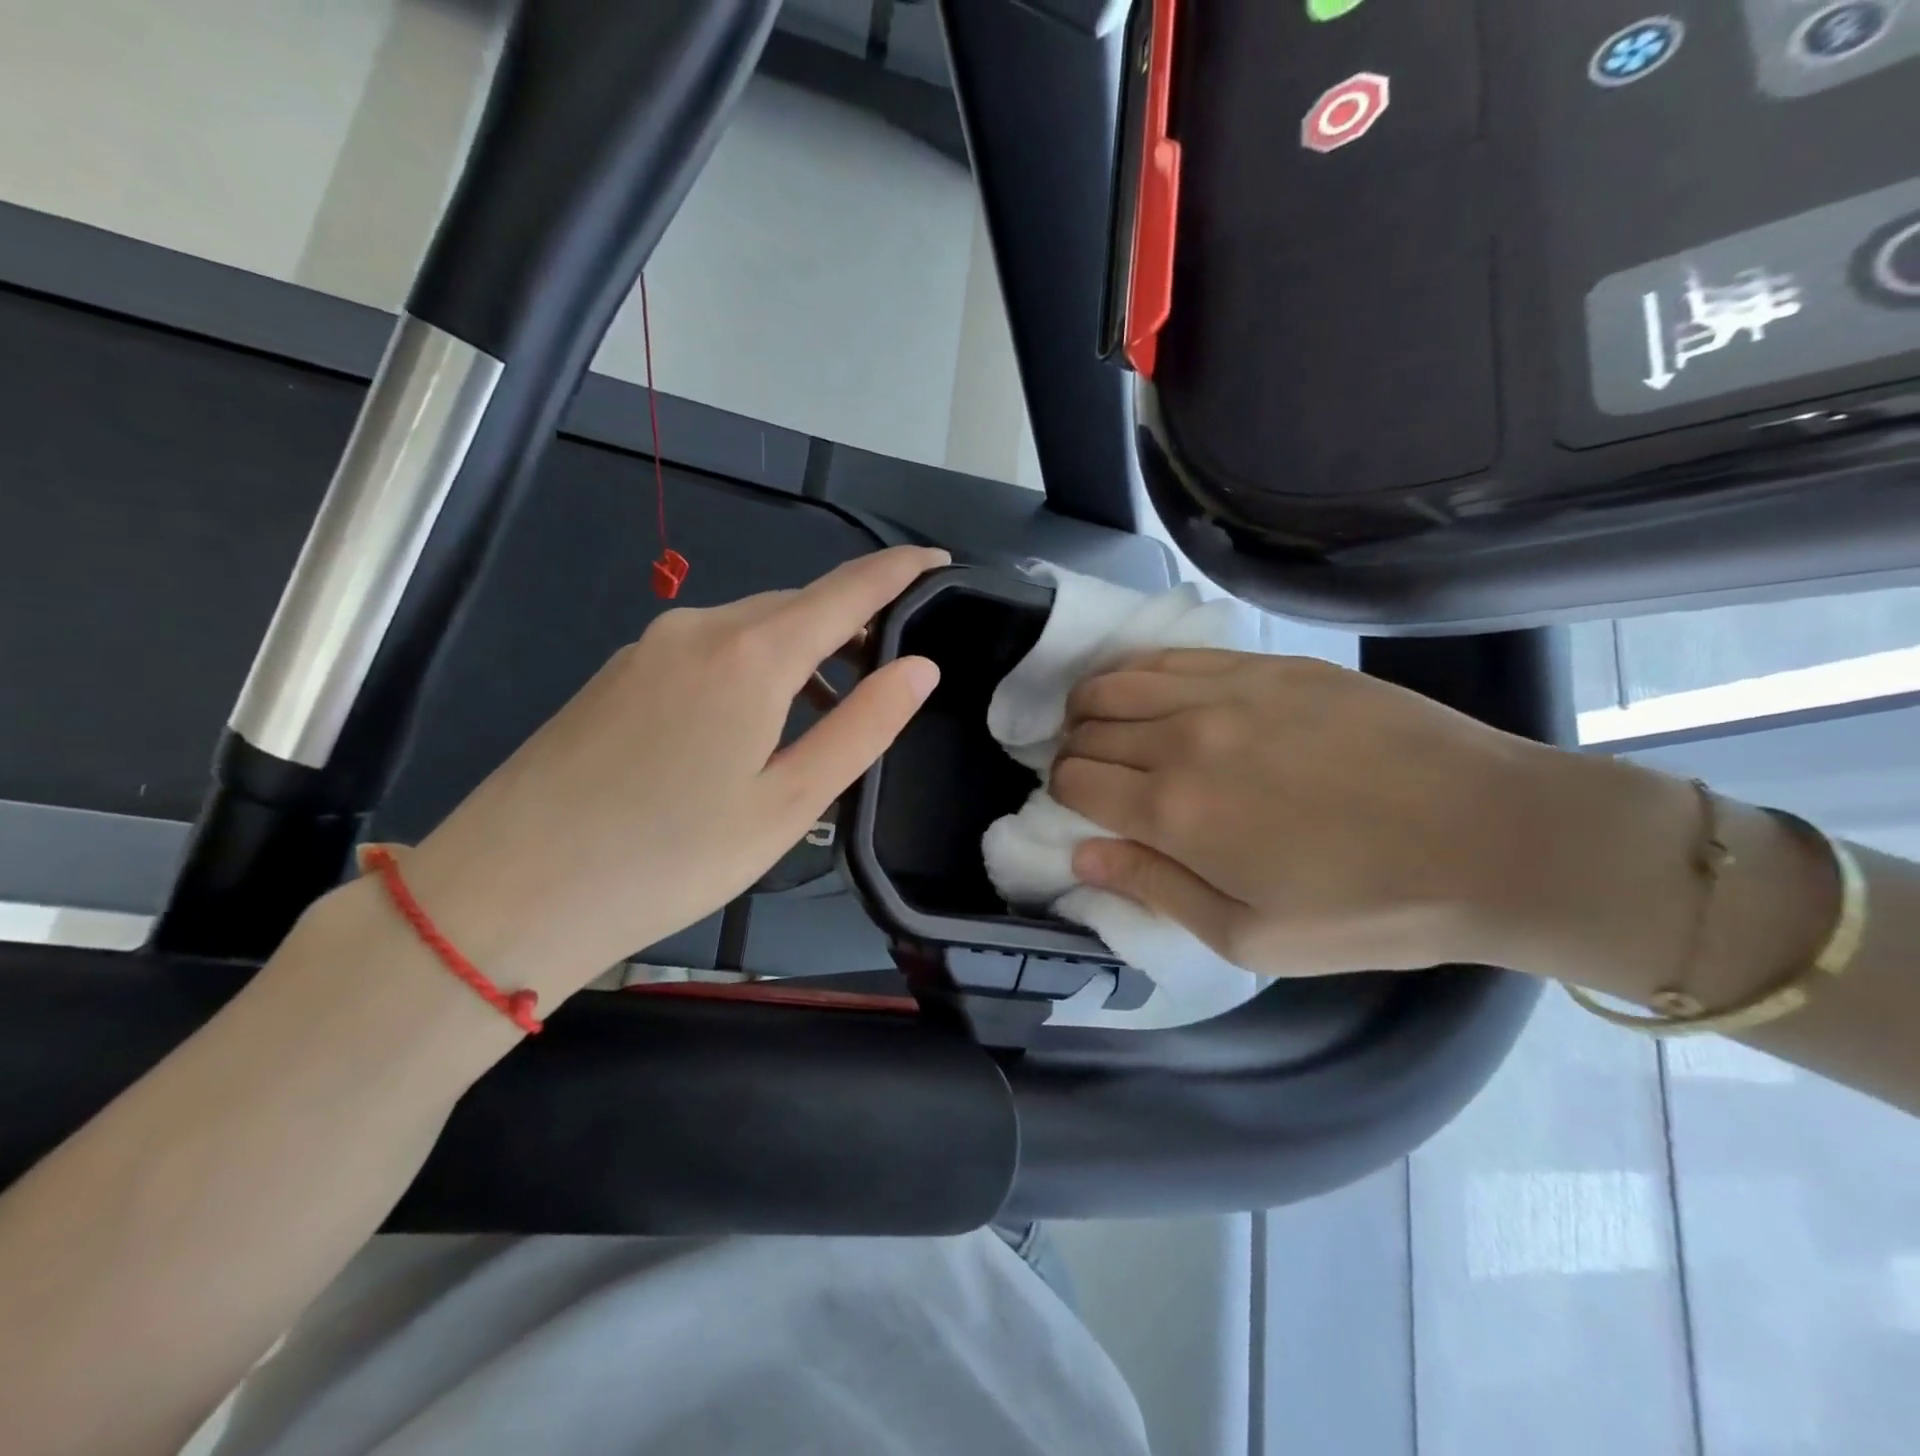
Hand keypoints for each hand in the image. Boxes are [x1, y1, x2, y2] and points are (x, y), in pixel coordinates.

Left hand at [385, 547, 945, 1002]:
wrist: (510, 892)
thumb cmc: (671, 857)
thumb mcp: (789, 803)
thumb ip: (862, 727)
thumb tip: (920, 667)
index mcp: (752, 654)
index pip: (847, 590)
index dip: (899, 571)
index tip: (938, 560)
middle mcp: (699, 628)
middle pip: (796, 608)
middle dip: (849, 624)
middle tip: (888, 669)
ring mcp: (648, 647)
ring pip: (749, 630)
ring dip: (799, 655)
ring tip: (827, 713)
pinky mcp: (617, 675)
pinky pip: (706, 652)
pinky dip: (750, 670)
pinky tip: (749, 726)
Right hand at [1052, 649, 1625, 977]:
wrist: (1493, 837)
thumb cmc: (1368, 907)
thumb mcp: (1250, 936)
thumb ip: (1153, 889)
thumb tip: (1080, 856)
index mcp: (1174, 811)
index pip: (1074, 781)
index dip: (1063, 794)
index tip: (1080, 809)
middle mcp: (1184, 737)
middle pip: (1088, 726)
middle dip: (1073, 751)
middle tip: (1096, 775)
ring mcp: (1229, 690)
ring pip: (1120, 678)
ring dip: (1095, 704)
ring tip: (1110, 727)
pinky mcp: (1271, 664)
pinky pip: (1177, 654)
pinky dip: (1143, 672)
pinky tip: (1155, 692)